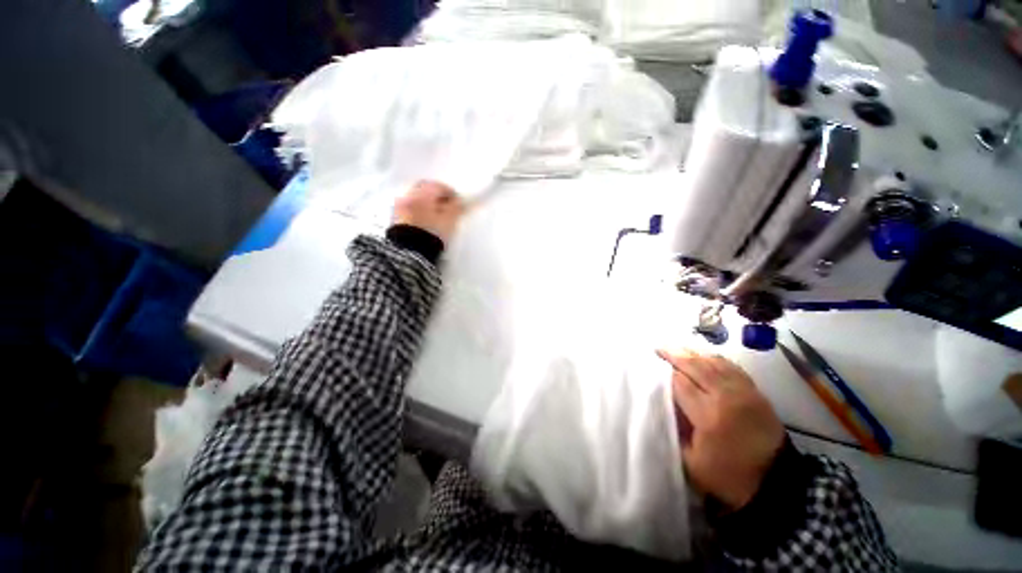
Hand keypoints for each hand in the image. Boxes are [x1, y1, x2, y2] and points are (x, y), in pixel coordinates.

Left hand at [393, 181, 465, 244]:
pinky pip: (408, 208)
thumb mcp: (449, 221)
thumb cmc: (432, 234)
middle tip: (446, 206)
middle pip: (423, 189)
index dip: (450, 192)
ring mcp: (399, 207)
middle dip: (435, 195)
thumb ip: (456, 208)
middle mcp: (408, 196)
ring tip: (435, 216)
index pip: (438, 186)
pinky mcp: (394, 219)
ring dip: (425, 203)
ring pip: (415, 198)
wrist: (409, 253)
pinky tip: (424, 221)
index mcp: (422, 194)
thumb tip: (459, 201)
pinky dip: (417, 210)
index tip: (457, 202)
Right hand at [656, 349, 785, 510]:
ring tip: (677, 349)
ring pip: (714, 362)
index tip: (652, 368)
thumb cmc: (728, 475)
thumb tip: (662, 405)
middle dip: (675, 355)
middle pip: (696, 366)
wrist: (776, 482)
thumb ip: (674, 430)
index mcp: (708, 415)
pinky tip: (704, 357)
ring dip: (693, 354)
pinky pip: (732, 367)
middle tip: (659, 349)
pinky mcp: (756, 392)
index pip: (680, 383)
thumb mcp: (691, 461)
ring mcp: (744, 392)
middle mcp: (726, 397)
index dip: (665, 373)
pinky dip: (714, 359)